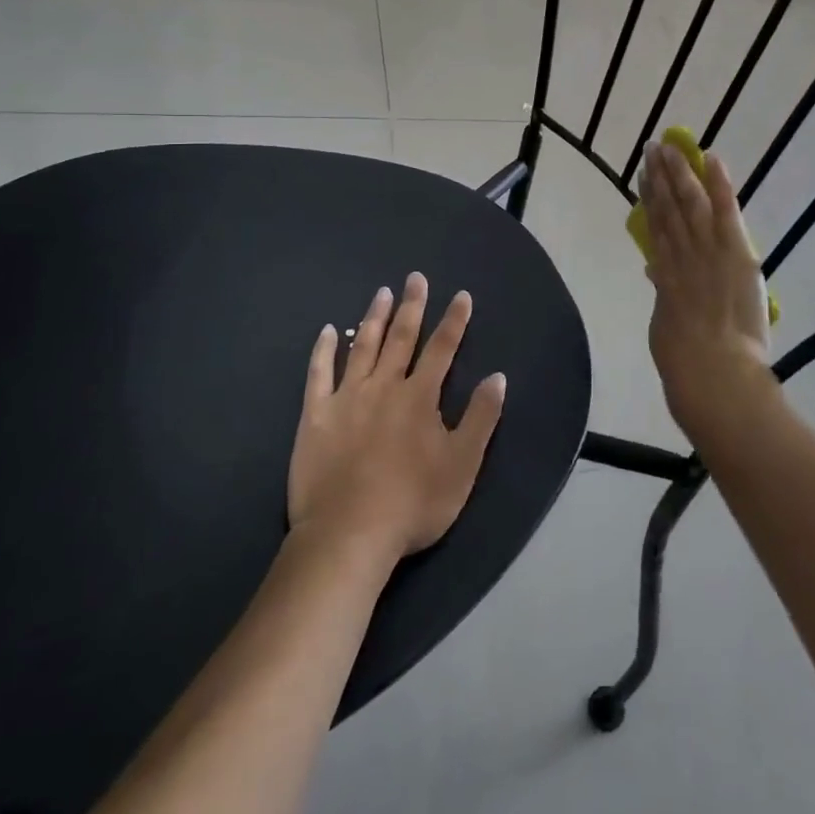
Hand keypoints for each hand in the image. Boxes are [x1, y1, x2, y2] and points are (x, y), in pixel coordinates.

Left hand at [287, 275, 505, 560]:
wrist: (348, 535)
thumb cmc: (413, 503)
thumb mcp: (463, 464)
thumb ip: (481, 418)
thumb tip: (497, 376)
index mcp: (420, 397)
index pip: (442, 349)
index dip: (454, 321)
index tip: (461, 295)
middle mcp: (384, 387)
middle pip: (401, 338)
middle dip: (412, 306)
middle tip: (415, 278)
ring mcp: (347, 399)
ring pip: (363, 347)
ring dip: (374, 318)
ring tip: (381, 292)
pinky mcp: (316, 417)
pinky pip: (318, 375)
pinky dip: (324, 351)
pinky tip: (328, 331)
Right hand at [640, 143, 772, 434]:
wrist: (712, 374)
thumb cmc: (686, 363)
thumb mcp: (664, 326)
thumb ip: (662, 296)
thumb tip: (654, 272)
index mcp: (666, 275)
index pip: (655, 228)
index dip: (648, 199)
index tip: (643, 175)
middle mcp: (682, 255)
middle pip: (668, 209)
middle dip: (659, 177)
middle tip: (651, 149)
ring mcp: (707, 251)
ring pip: (689, 204)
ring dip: (679, 173)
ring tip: (668, 148)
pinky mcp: (734, 252)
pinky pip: (725, 212)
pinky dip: (719, 184)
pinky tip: (711, 158)